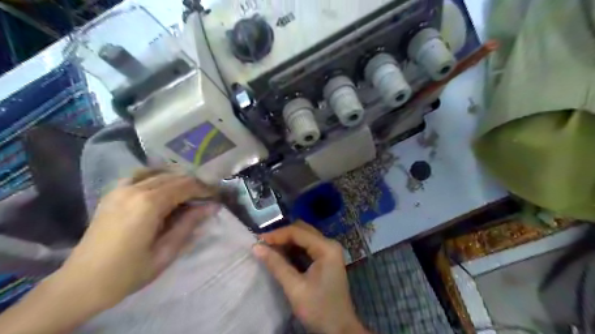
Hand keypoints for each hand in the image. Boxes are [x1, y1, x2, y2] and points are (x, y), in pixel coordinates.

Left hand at [56, 171, 218, 310]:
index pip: (186, 185)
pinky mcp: (113, 192)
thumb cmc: (128, 273)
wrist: (80, 284)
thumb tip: (212, 207)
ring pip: (159, 172)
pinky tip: (164, 187)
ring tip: (189, 193)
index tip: (217, 197)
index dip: (205, 189)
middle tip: (207, 197)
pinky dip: (157, 176)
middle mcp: (135, 189)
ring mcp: (121, 188)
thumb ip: (190, 224)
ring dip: (178, 179)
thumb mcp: (166, 252)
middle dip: (194, 184)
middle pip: (174, 177)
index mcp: (149, 203)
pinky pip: (140, 175)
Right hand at [251, 221, 367, 333]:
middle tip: (263, 244)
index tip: (258, 241)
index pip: (298, 232)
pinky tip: (281, 255)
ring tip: (268, 249)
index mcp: (326, 247)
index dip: (277, 234)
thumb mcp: (295, 287)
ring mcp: (329, 251)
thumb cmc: (319, 309)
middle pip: (302, 230)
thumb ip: (276, 264)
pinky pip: (307, 247)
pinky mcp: (326, 259)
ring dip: (286, 241)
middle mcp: (329, 244)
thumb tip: (256, 247)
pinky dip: (293, 249)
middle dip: (282, 235)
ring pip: (304, 237)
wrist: (339, 330)